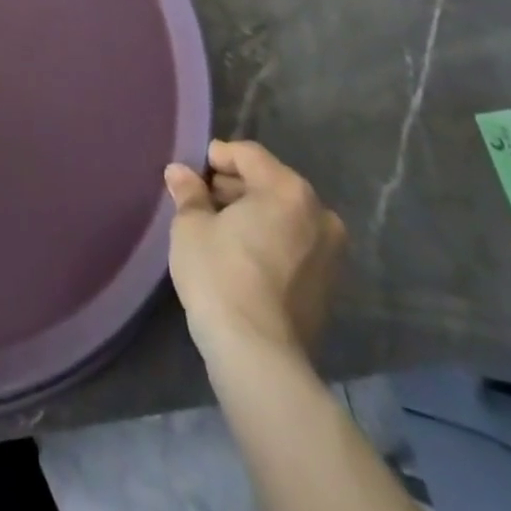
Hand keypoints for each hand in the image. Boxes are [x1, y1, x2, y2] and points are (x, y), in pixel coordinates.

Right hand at [164, 140, 345, 367]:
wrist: (258, 355)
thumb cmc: (220, 274)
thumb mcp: (191, 225)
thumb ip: (189, 193)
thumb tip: (180, 173)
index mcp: (288, 190)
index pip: (248, 155)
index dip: (216, 157)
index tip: (192, 174)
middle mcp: (319, 214)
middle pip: (270, 183)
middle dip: (236, 187)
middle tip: (201, 200)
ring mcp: (330, 254)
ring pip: (284, 216)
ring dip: (254, 215)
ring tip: (219, 228)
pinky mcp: (329, 287)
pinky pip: (294, 246)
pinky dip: (270, 241)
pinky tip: (241, 256)